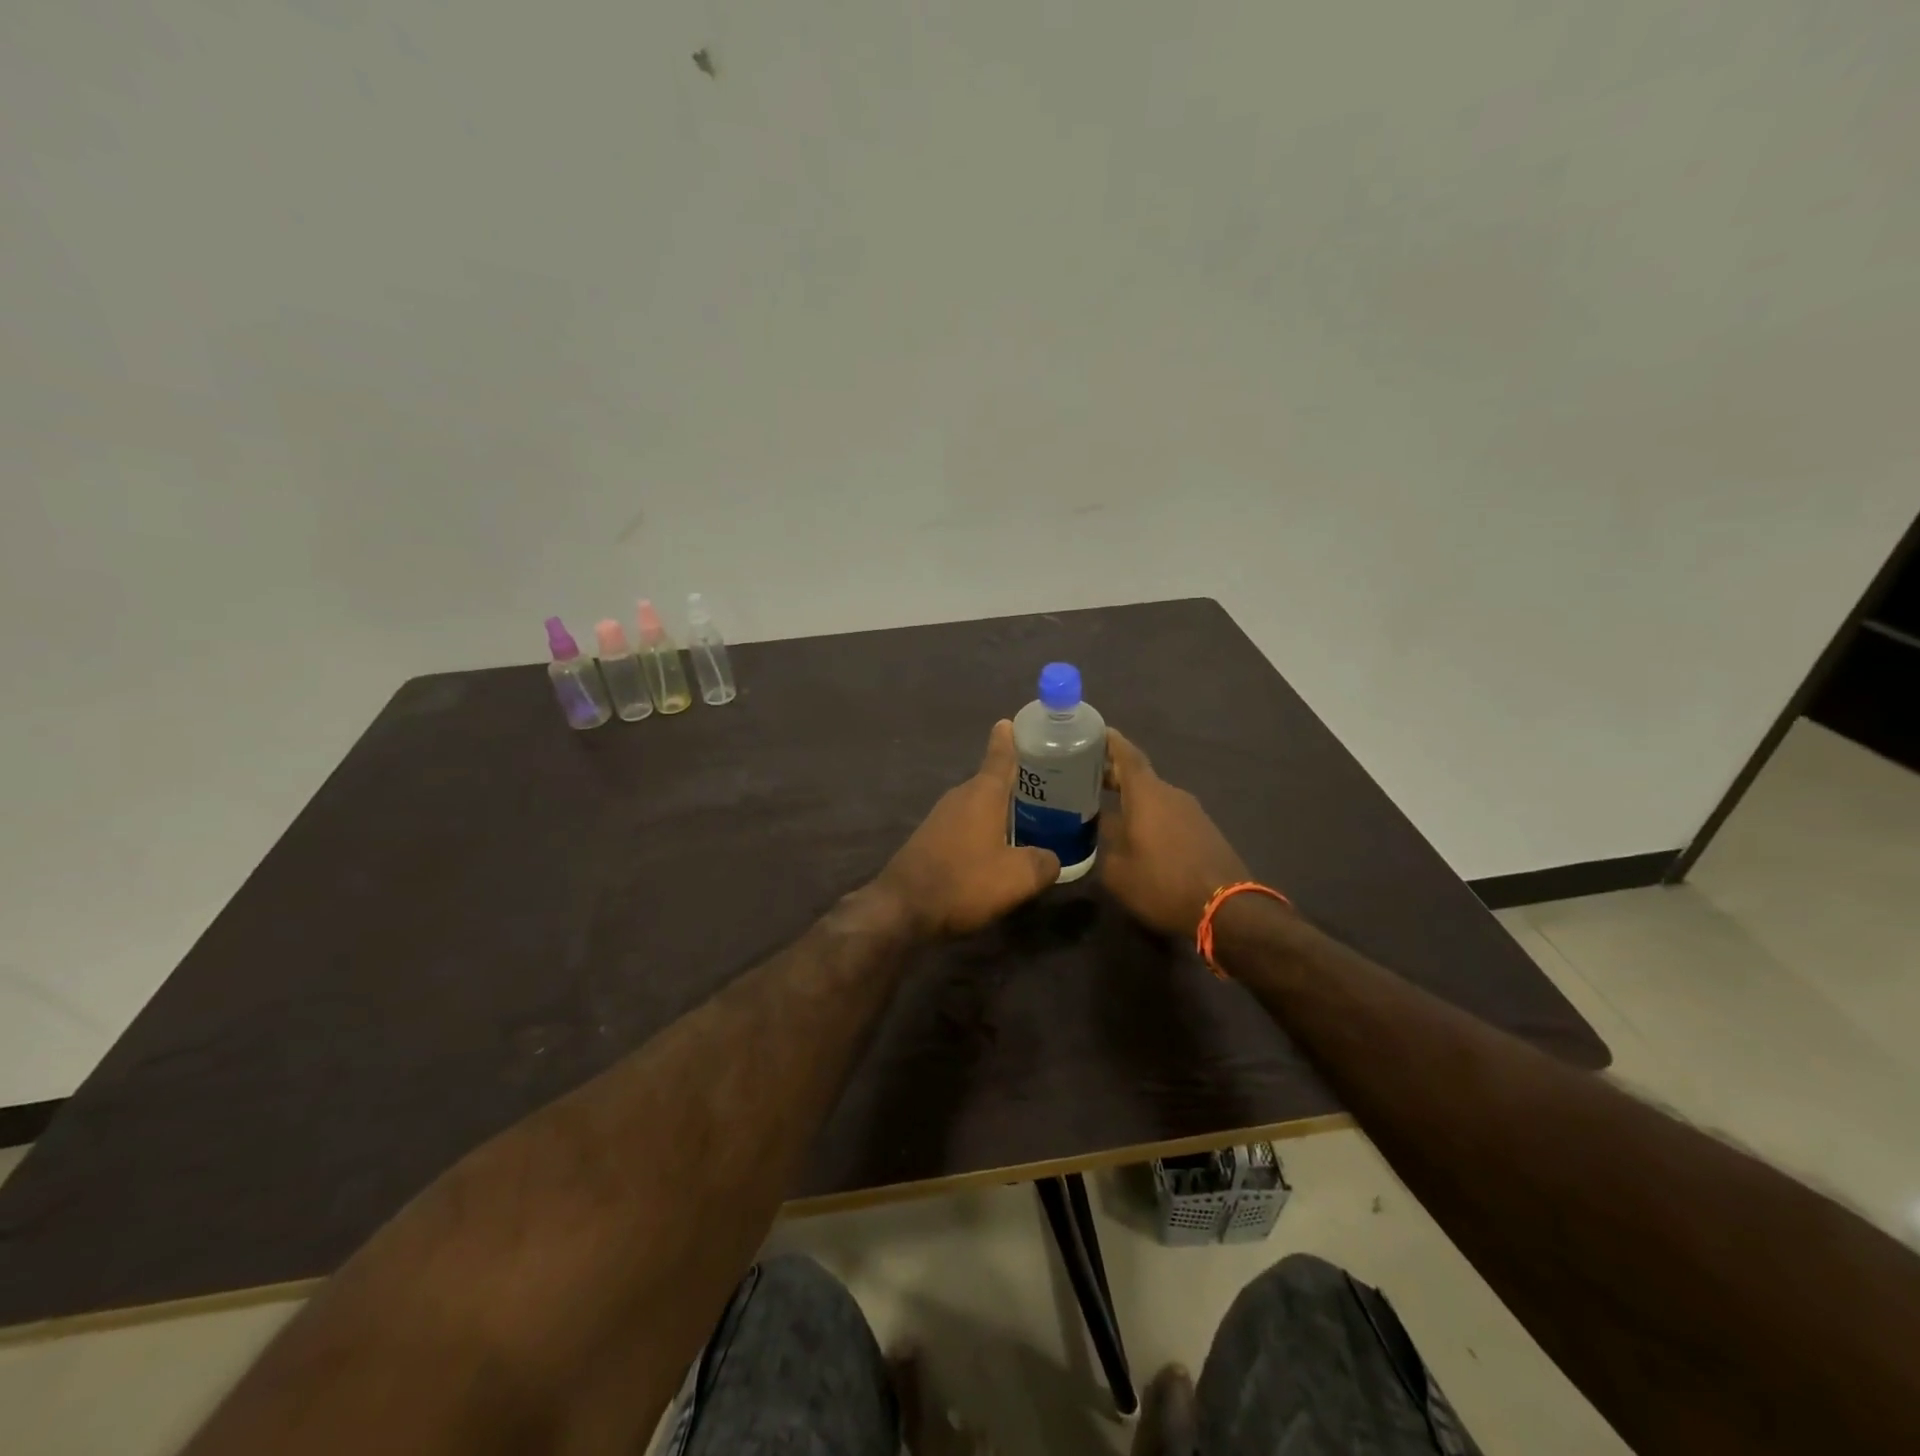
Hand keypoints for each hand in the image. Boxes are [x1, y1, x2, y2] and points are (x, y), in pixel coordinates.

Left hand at [875, 721, 1060, 937]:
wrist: (902, 908)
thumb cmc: (964, 881)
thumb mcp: (1017, 877)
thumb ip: (1043, 863)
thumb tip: (1052, 859)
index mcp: (983, 794)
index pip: (1000, 757)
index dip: (1008, 740)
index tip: (1011, 721)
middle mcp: (960, 797)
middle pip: (992, 781)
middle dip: (1017, 781)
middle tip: (1047, 784)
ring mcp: (941, 817)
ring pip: (978, 804)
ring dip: (1001, 808)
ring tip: (1030, 817)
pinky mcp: (930, 838)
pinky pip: (966, 824)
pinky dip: (984, 828)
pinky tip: (998, 847)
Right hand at [1099, 728, 1250, 937]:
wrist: (1226, 909)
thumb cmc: (1163, 883)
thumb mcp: (1117, 869)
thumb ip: (1103, 841)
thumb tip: (1098, 826)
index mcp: (1147, 794)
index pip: (1126, 755)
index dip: (1110, 741)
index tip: (1093, 731)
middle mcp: (1171, 794)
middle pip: (1139, 776)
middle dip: (1112, 774)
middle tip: (1084, 777)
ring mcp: (1191, 812)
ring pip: (1154, 797)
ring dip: (1131, 798)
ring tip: (1105, 807)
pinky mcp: (1204, 831)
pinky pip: (1168, 814)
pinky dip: (1148, 815)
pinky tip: (1136, 833)